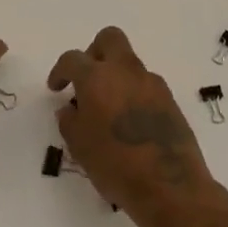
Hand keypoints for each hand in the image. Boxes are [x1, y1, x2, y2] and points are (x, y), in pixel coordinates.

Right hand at [47, 27, 213, 218]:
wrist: (170, 187)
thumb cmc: (115, 165)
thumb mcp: (79, 146)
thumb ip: (70, 121)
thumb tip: (70, 109)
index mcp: (97, 78)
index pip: (72, 59)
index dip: (60, 71)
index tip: (56, 88)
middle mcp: (126, 72)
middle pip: (109, 39)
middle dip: (94, 52)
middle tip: (86, 79)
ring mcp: (153, 84)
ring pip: (130, 64)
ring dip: (116, 76)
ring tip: (108, 109)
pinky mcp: (171, 101)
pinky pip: (146, 86)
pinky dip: (134, 94)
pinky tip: (130, 122)